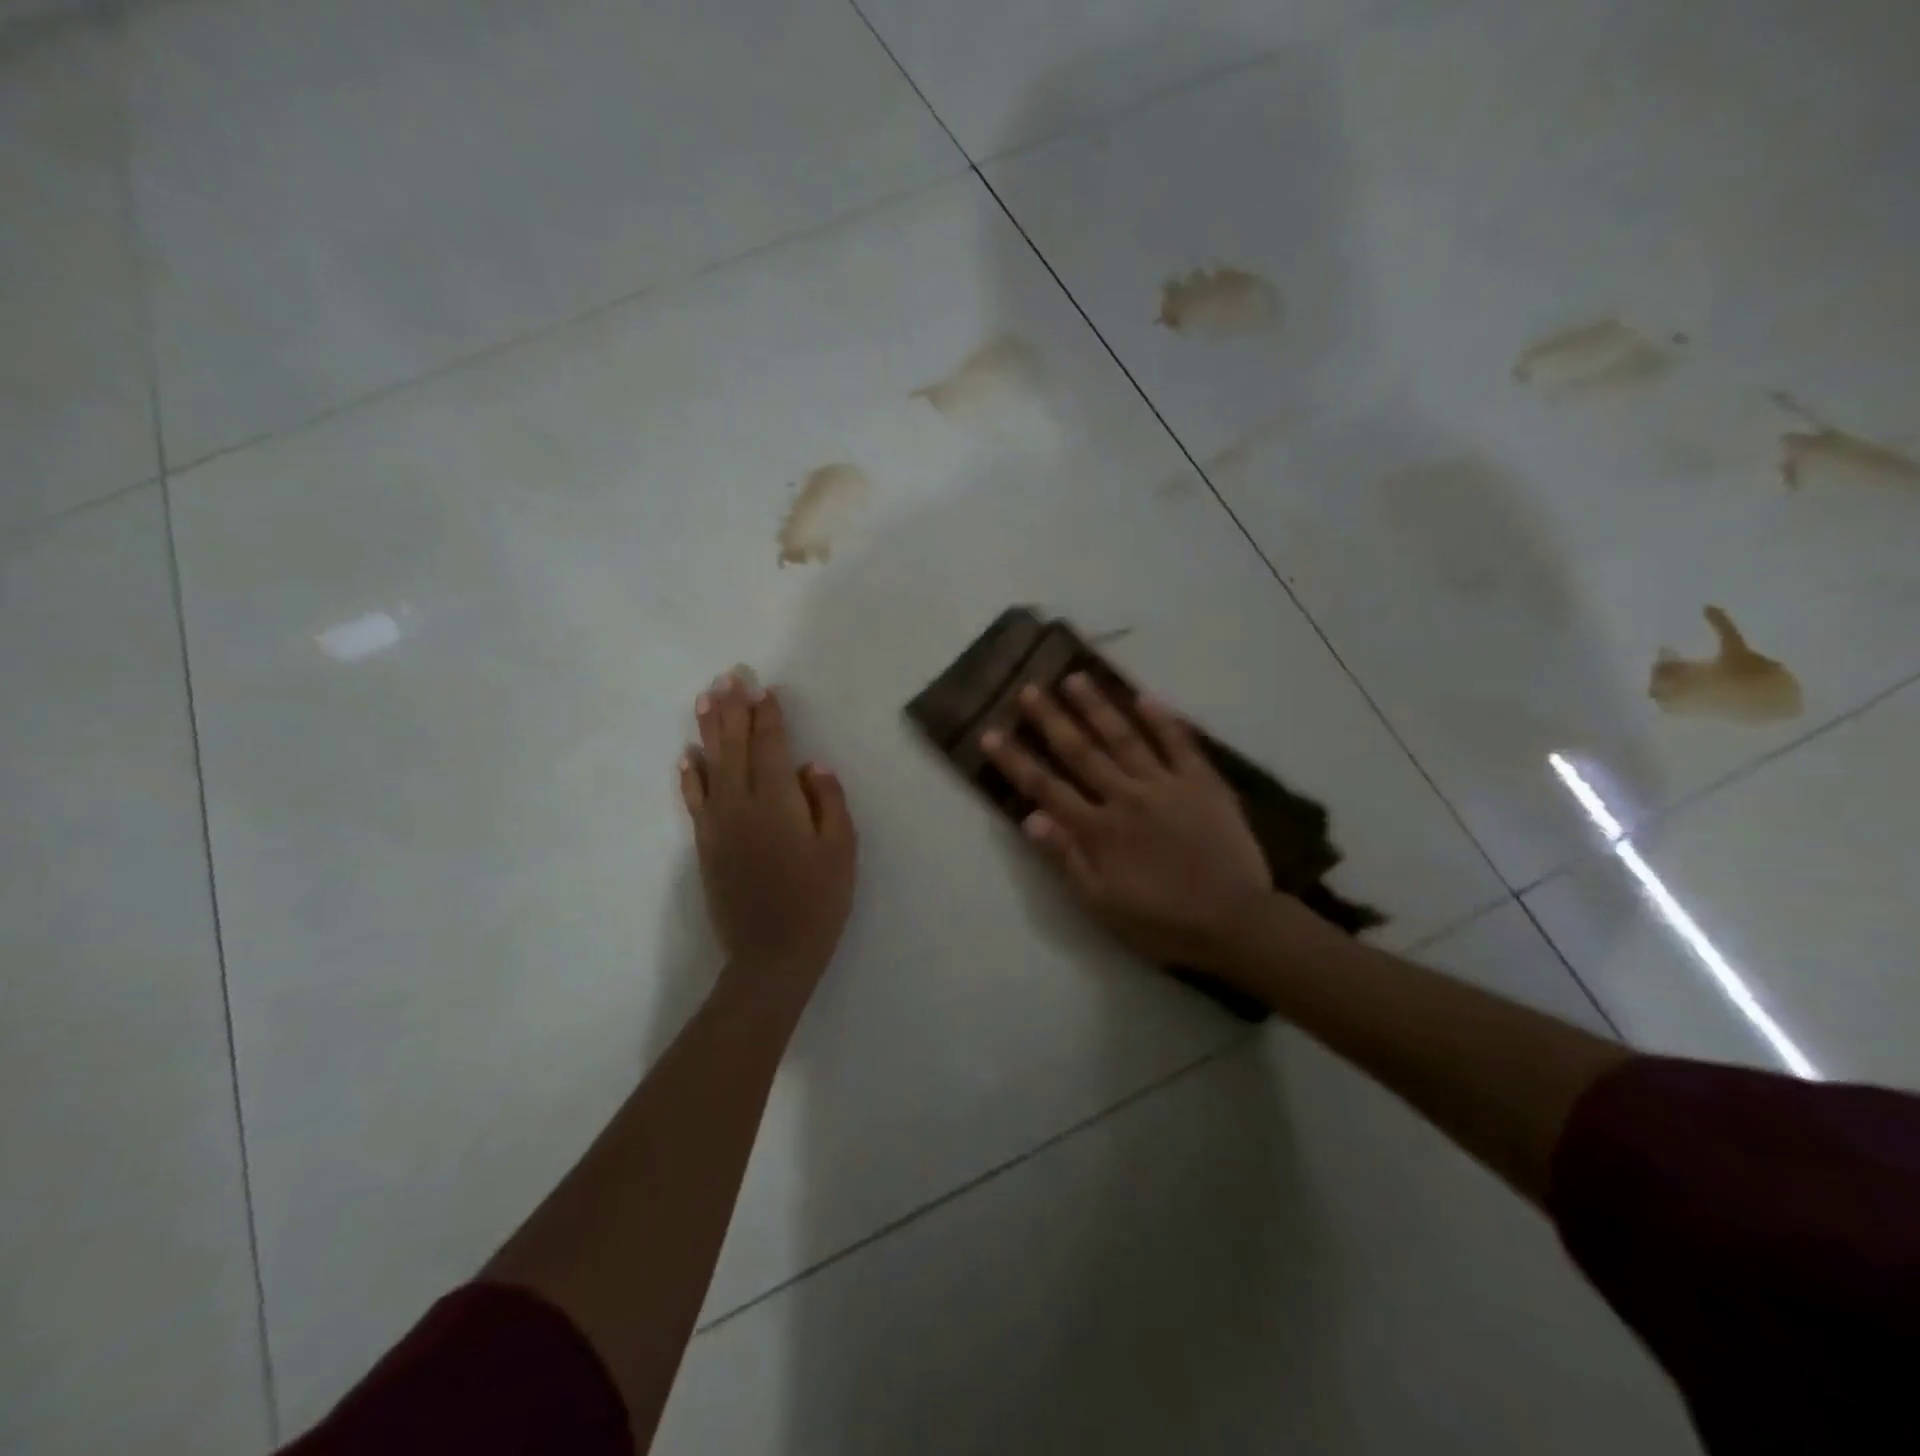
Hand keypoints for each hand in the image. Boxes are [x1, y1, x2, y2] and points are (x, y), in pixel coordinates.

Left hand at [680, 675, 856, 1006]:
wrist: (772, 954)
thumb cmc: (818, 900)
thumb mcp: (841, 849)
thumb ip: (828, 801)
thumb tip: (811, 765)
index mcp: (777, 800)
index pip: (770, 745)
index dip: (767, 714)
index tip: (763, 688)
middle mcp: (741, 803)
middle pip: (735, 745)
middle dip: (733, 708)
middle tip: (729, 676)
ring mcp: (718, 823)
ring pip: (710, 765)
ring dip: (708, 729)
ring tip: (704, 699)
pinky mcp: (706, 844)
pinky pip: (694, 800)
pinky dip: (690, 775)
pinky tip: (686, 757)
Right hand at [981, 675, 1279, 972]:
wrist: (1235, 923)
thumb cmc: (1162, 922)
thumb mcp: (1101, 905)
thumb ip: (1066, 859)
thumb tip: (1029, 818)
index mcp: (1098, 830)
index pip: (1046, 788)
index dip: (1015, 761)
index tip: (991, 733)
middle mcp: (1126, 797)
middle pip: (1081, 752)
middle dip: (1051, 719)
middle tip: (1029, 688)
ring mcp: (1165, 785)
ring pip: (1124, 737)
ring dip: (1097, 707)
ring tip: (1075, 677)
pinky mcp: (1202, 783)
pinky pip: (1179, 744)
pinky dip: (1162, 720)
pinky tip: (1144, 697)